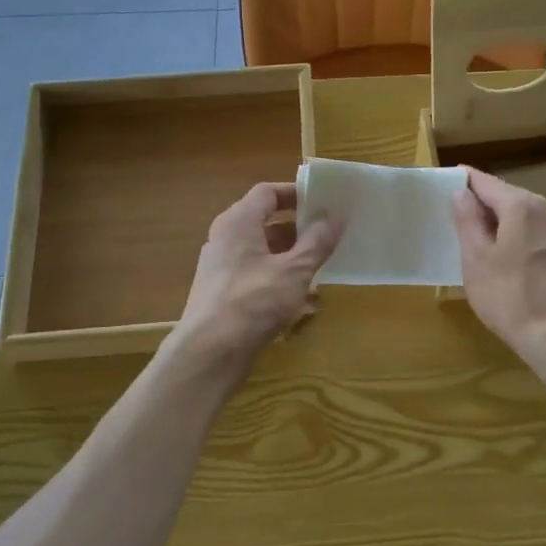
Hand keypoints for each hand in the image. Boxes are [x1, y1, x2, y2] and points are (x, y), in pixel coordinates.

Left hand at [172, 182, 341, 369]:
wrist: (210, 353)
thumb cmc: (253, 302)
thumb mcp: (294, 271)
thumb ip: (317, 242)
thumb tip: (335, 217)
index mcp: (238, 223)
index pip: (267, 193)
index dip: (295, 193)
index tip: (323, 201)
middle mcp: (225, 240)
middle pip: (265, 223)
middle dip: (299, 229)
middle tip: (328, 236)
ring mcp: (222, 269)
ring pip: (263, 253)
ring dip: (292, 259)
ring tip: (322, 269)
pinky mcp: (224, 296)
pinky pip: (257, 278)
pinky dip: (280, 282)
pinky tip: (304, 302)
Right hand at [452, 167, 545, 374]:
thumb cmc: (512, 296)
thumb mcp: (477, 259)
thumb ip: (468, 222)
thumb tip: (462, 192)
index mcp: (521, 206)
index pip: (485, 181)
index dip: (462, 182)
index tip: (441, 185)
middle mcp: (544, 212)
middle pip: (505, 198)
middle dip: (479, 204)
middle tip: (451, 216)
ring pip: (520, 220)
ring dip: (496, 225)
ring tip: (470, 241)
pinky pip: (530, 238)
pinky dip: (512, 242)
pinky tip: (499, 263)